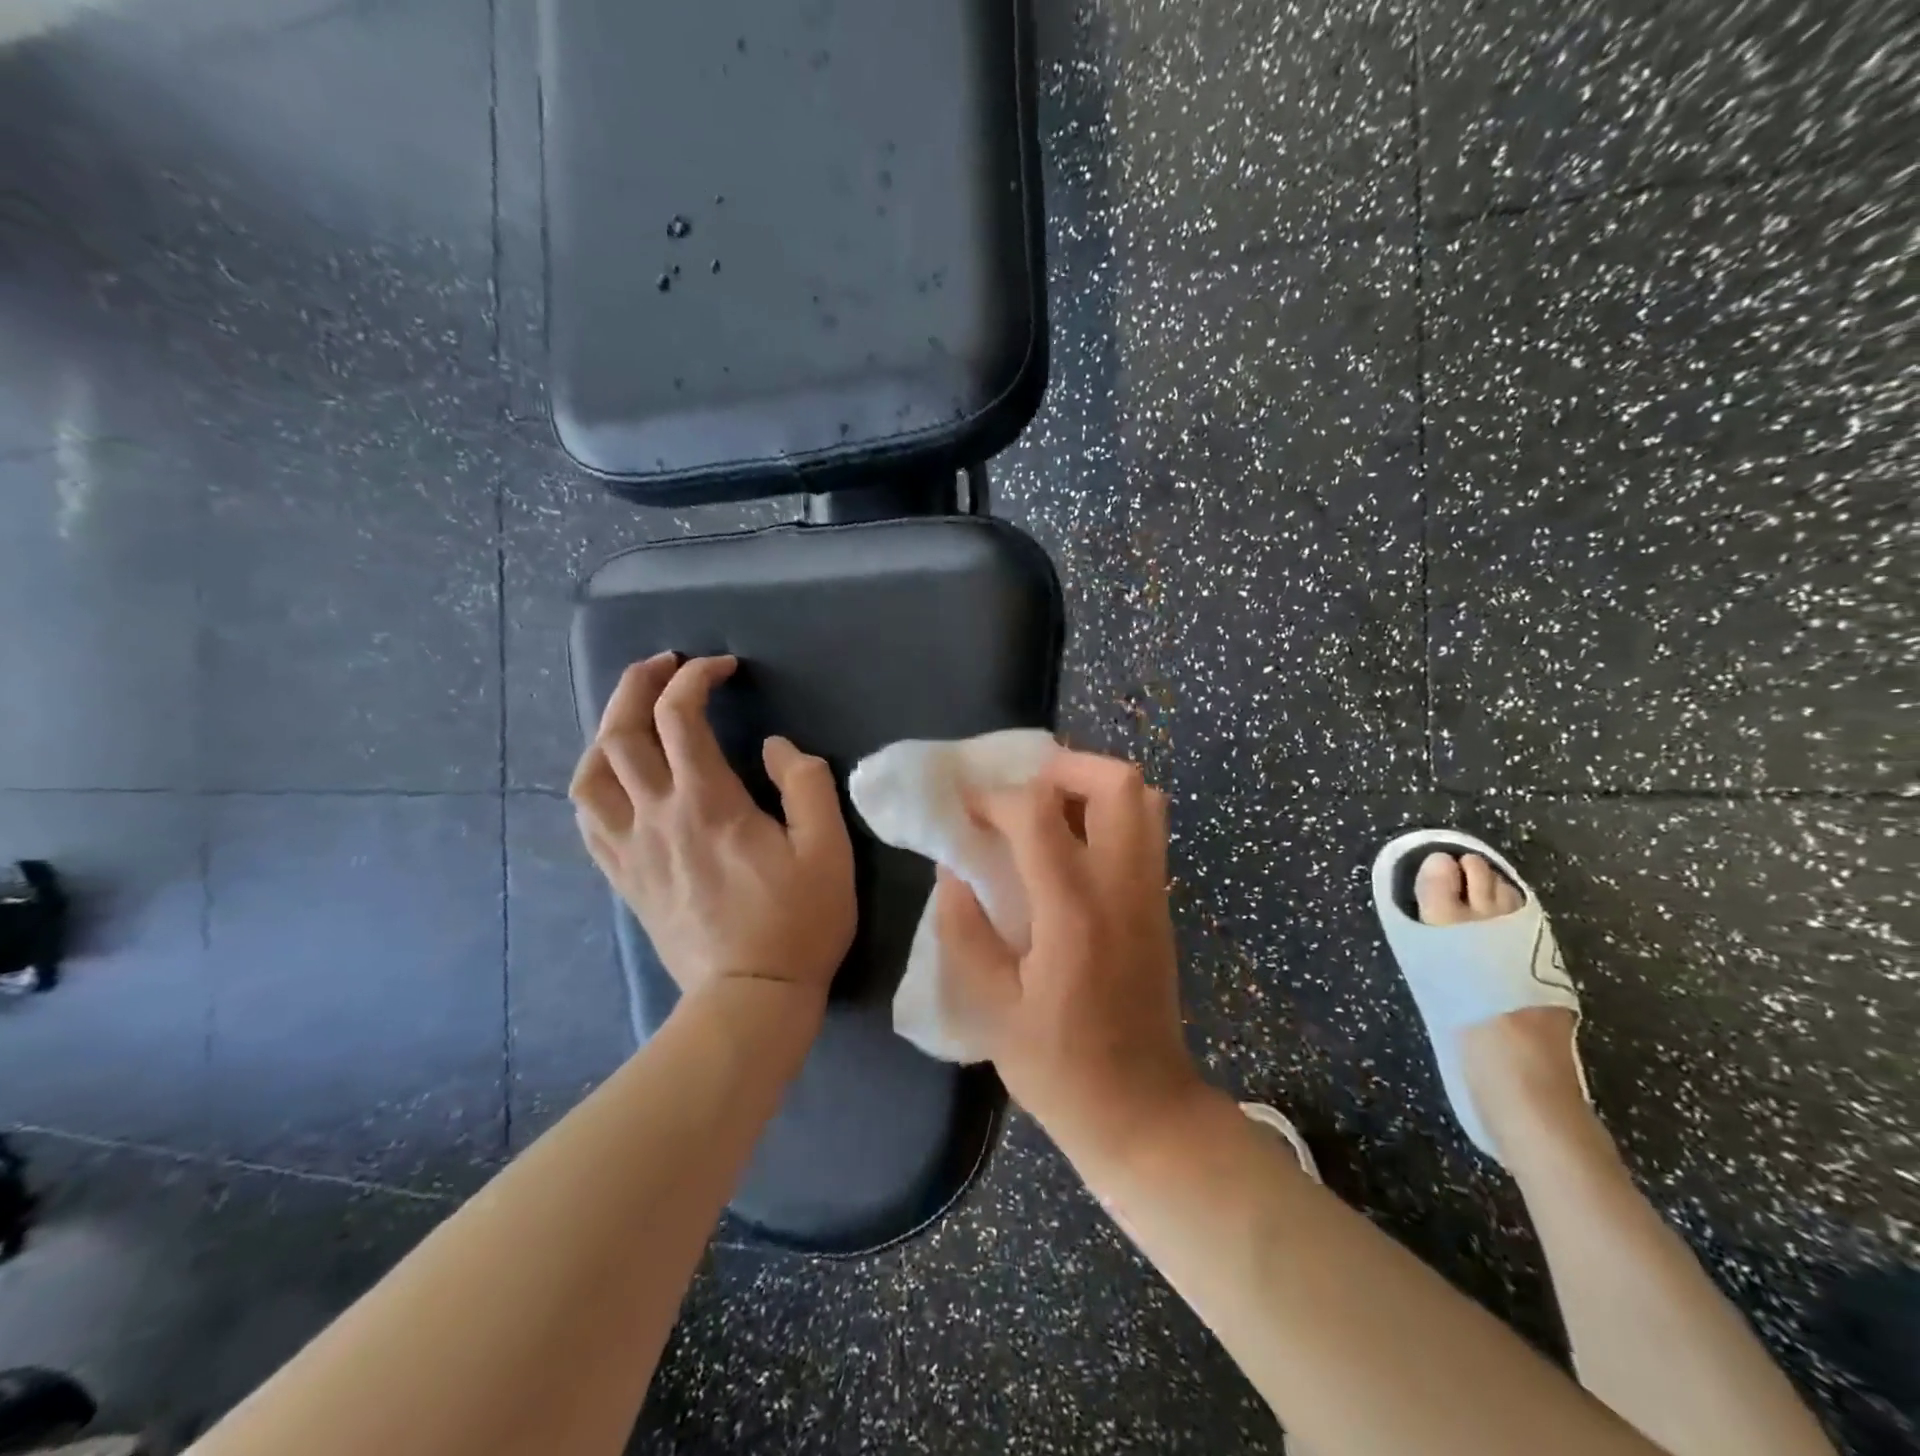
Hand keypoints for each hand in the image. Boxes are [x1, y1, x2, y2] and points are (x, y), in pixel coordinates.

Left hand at [569, 654, 855, 1001]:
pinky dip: (595, 783)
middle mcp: (657, 816)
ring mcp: (632, 849)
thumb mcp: (828, 850)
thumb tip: (774, 747)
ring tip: (634, 716)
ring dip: (606, 730)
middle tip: (664, 665)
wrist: (749, 998)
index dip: (697, 678)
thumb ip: (806, 785)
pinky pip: (588, 820)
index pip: (680, 717)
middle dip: (638, 684)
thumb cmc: (798, 922)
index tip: (723, 667)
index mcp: (708, 803)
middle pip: (621, 732)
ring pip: (590, 774)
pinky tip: (614, 778)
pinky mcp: (625, 878)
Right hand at [933, 750, 1209, 1163]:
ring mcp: (1150, 892)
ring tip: (1047, 808)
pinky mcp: (1160, 903)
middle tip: (1020, 789)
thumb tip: (953, 869)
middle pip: (1115, 782)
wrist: (1144, 1110)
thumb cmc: (1060, 1068)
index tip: (964, 806)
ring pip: (1142, 798)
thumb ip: (964, 930)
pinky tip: (1070, 845)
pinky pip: (1146, 829)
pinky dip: (1110, 813)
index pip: (1036, 814)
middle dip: (1063, 767)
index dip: (993, 797)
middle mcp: (1122, 886)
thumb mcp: (991, 1009)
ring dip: (1092, 785)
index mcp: (1074, 911)